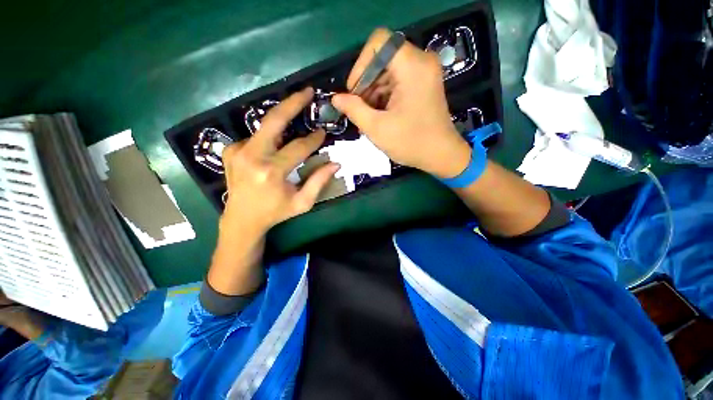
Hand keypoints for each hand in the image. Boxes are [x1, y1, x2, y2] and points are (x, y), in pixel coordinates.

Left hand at [220, 87, 339, 235]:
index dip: (313, 139)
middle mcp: (252, 156)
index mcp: (271, 171)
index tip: (323, 132)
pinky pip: (256, 136)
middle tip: (307, 91)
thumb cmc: (275, 212)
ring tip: (296, 111)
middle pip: (274, 121)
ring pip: (264, 126)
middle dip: (293, 103)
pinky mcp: (230, 150)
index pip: (298, 147)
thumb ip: (319, 182)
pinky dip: (269, 136)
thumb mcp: (302, 202)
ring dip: (282, 119)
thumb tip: (335, 164)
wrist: (242, 219)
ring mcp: (237, 151)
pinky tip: (276, 144)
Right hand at [332, 28, 471, 178]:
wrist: (441, 155)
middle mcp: (421, 62)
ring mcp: (423, 72)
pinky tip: (379, 115)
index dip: (361, 65)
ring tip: (368, 117)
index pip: (378, 42)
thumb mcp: (377, 128)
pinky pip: (397, 80)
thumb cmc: (410, 143)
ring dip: (373, 93)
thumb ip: (354, 110)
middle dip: (366, 84)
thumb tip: (336, 98)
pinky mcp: (423, 84)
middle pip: (382, 58)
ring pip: (388, 71)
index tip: (354, 92)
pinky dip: (384, 96)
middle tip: (359, 110)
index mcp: (412, 66)